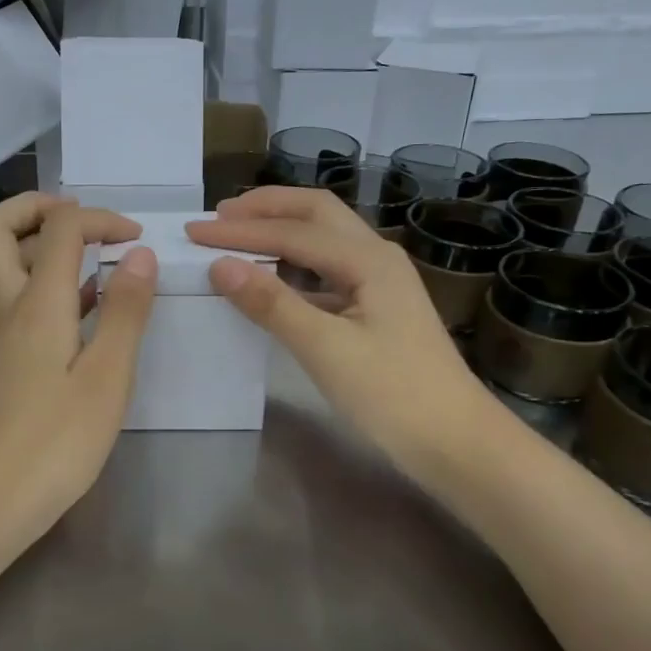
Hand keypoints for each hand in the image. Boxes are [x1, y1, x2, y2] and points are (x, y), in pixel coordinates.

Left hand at [0, 195, 156, 542]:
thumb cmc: (55, 444)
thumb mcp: (106, 378)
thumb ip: (126, 312)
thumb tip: (140, 253)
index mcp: (36, 304)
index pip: (60, 228)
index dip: (100, 218)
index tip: (137, 239)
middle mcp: (8, 307)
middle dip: (38, 207)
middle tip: (83, 219)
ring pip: (3, 263)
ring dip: (42, 244)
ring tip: (95, 259)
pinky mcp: (2, 360)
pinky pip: (17, 298)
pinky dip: (46, 283)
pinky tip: (85, 311)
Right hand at [188, 187, 495, 484]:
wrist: (456, 442)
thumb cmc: (394, 395)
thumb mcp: (326, 349)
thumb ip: (273, 304)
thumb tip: (220, 266)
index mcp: (368, 259)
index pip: (292, 232)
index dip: (241, 231)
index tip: (194, 232)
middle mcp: (376, 258)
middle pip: (316, 214)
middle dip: (267, 209)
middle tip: (219, 217)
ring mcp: (380, 283)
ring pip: (324, 240)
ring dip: (282, 231)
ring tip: (239, 236)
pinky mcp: (377, 309)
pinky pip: (328, 272)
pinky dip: (294, 266)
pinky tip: (274, 281)